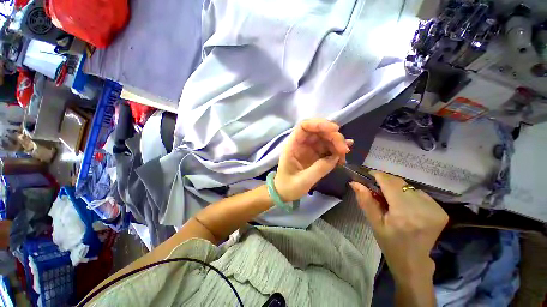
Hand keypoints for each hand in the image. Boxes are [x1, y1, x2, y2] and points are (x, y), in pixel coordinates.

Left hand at [275, 118, 351, 201]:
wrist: (284, 193)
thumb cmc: (288, 187)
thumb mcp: (303, 181)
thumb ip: (319, 169)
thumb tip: (336, 157)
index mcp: (293, 146)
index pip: (304, 126)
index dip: (319, 124)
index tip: (335, 129)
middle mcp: (301, 144)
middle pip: (318, 131)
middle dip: (333, 137)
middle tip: (344, 150)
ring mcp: (308, 149)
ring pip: (325, 138)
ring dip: (337, 144)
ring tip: (344, 157)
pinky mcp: (315, 155)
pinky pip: (327, 148)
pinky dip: (336, 150)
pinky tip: (343, 155)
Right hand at [350, 172, 448, 282]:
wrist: (414, 262)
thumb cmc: (390, 243)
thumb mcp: (374, 223)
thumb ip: (365, 201)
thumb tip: (355, 182)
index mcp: (404, 213)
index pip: (390, 183)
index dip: (378, 176)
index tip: (368, 175)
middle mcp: (423, 208)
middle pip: (400, 183)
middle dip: (386, 182)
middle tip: (376, 190)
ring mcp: (435, 209)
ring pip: (409, 187)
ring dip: (396, 189)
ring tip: (391, 201)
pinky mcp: (441, 211)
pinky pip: (419, 193)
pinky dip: (408, 195)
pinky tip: (405, 205)